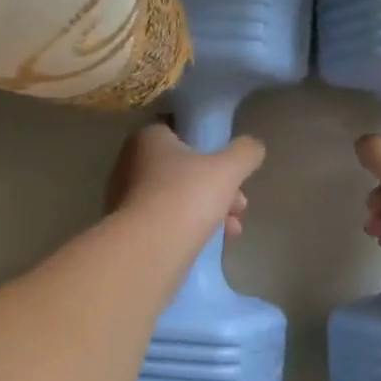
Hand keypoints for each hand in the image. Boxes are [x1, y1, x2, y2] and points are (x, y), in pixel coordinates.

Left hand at [107, 123, 263, 241]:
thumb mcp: (228, 169)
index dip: (210, 145)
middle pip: (184, 168)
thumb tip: (253, 147)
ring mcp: (127, 198)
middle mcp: (131, 163)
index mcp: (148, 138)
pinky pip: (166, 221)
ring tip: (233, 230)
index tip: (231, 165)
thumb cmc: (186, 197)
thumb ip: (245, 152)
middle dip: (218, 186)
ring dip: (210, 210)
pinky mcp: (130, 228)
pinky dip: (190, 227)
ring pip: (178, 197)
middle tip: (240, 205)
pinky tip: (214, 243)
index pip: (180, 130)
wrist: (148, 251)